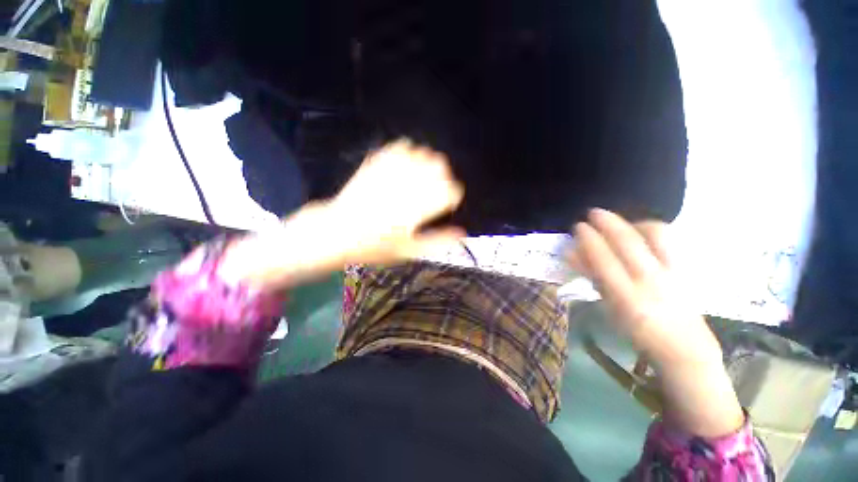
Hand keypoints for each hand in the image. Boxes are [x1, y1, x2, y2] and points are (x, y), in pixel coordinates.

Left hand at [326, 139, 465, 262]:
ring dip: (428, 163)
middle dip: (444, 177)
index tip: (446, 203)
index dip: (452, 196)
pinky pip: (400, 147)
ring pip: (422, 153)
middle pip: (439, 166)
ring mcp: (390, 172)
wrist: (337, 232)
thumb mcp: (408, 251)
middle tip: (436, 189)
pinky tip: (406, 164)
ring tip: (422, 177)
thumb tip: (462, 233)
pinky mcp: (376, 163)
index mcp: (416, 209)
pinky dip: (409, 152)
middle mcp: (405, 186)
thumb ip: (437, 241)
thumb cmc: (374, 246)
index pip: (449, 190)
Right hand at [569, 209, 721, 367]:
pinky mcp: (686, 268)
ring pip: (655, 234)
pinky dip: (651, 229)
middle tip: (593, 213)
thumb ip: (590, 277)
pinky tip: (641, 231)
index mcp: (625, 296)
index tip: (579, 226)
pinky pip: (669, 240)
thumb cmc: (636, 330)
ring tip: (621, 222)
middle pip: (627, 242)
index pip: (603, 258)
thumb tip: (570, 253)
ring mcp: (672, 272)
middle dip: (607, 222)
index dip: (589, 239)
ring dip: (633, 222)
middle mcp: (650, 281)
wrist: (683, 346)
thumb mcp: (607, 306)